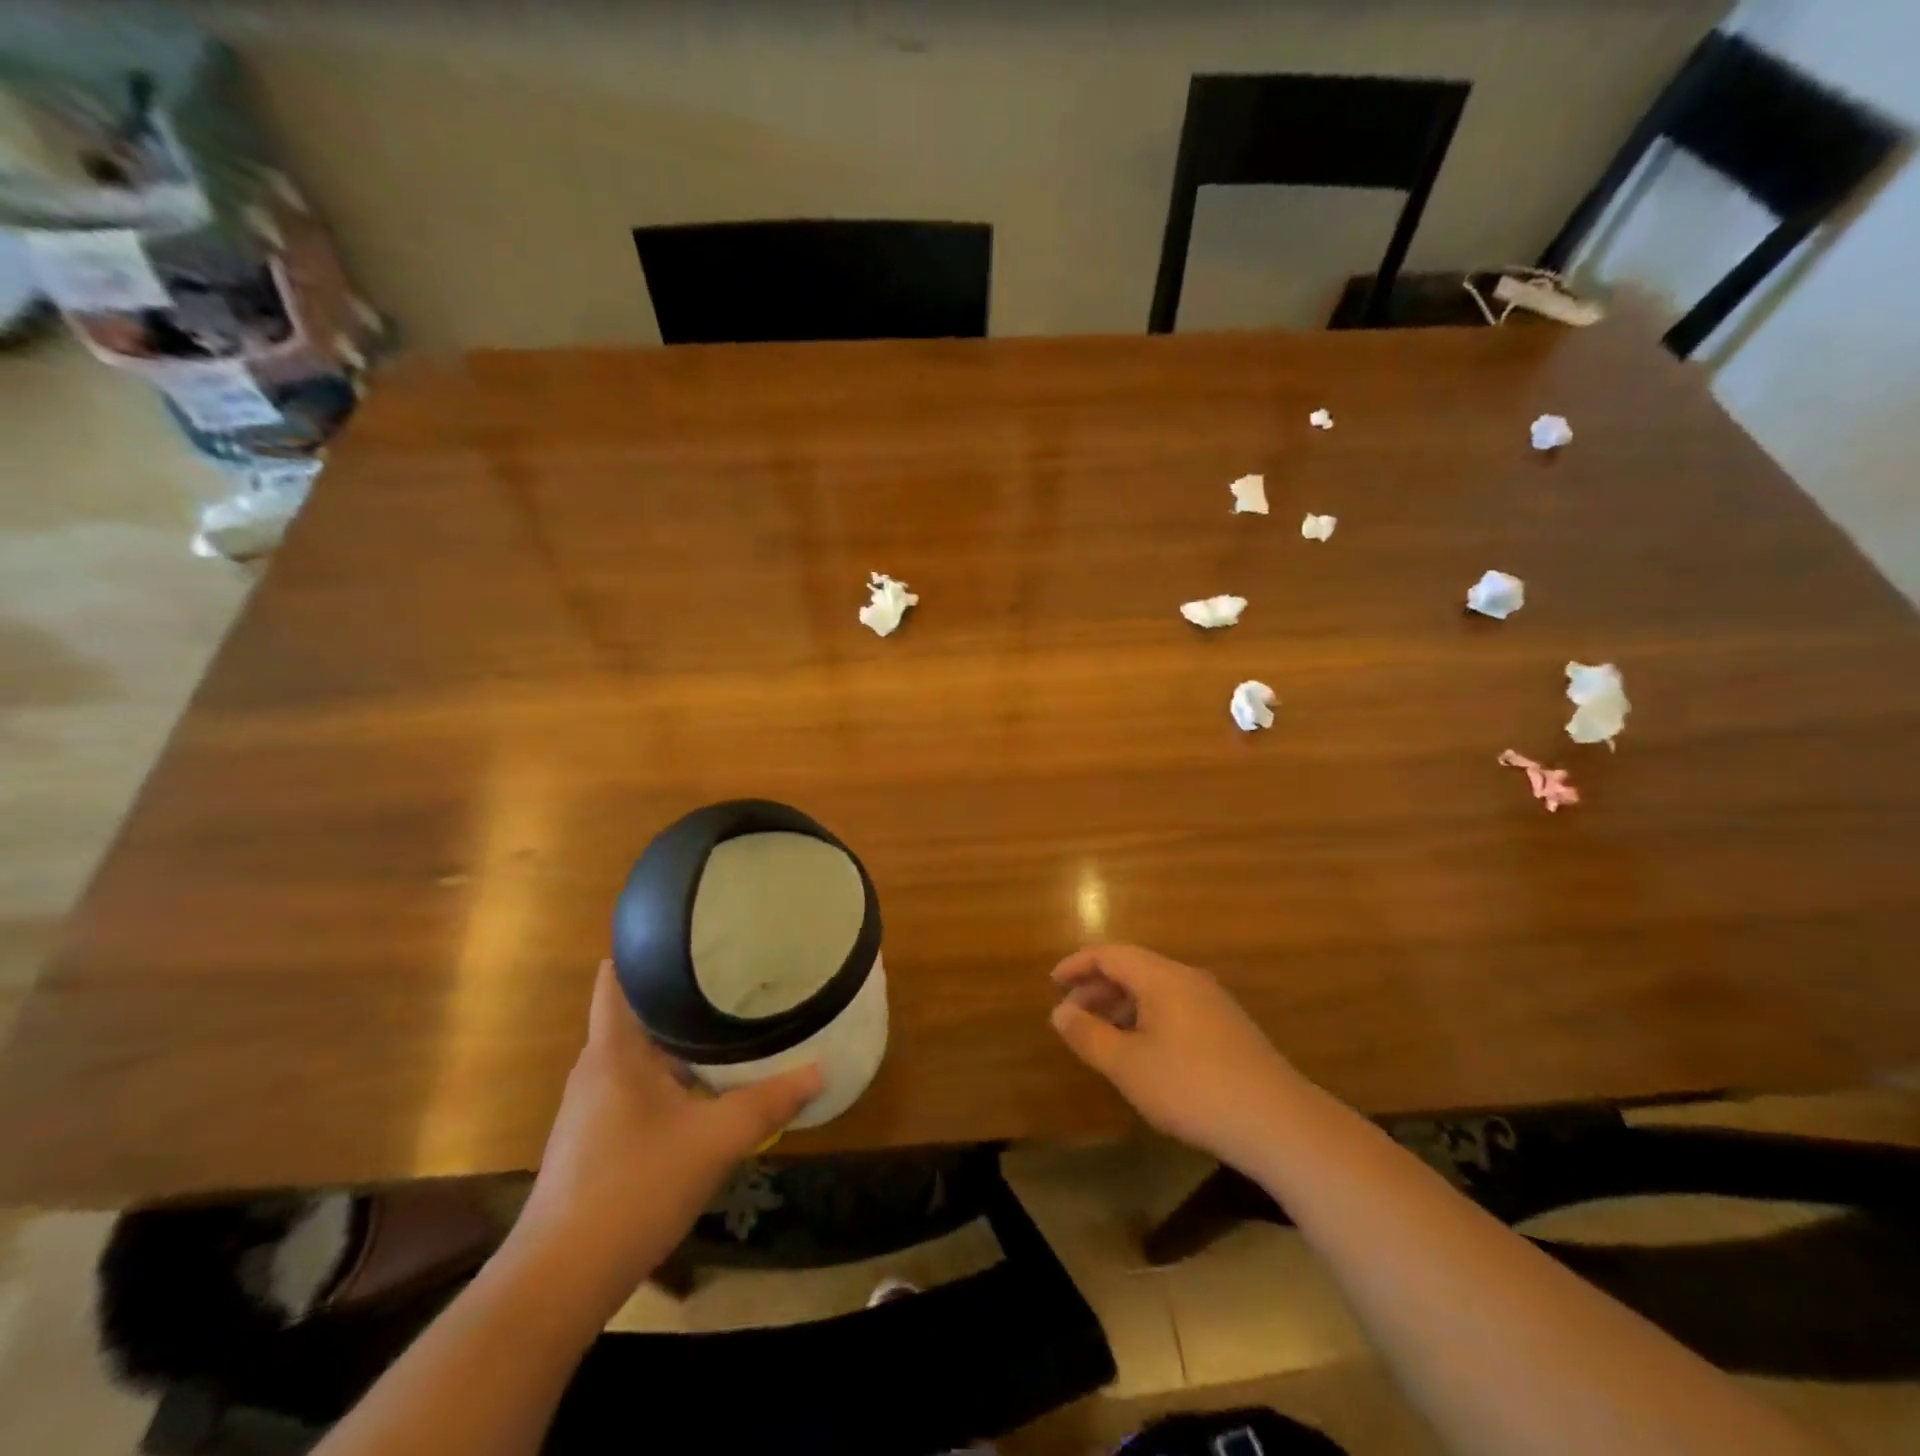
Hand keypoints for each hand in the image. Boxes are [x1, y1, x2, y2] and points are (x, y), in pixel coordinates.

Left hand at [508, 960, 821, 1314]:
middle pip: (636, 1013)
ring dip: (676, 1041)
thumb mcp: (713, 1141)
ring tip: (727, 1024)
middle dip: (681, 996)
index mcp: (613, 1050)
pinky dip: (668, 1076)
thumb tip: (821, 1068)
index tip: (693, 934)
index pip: (617, 978)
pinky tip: (702, 1089)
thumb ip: (769, 1102)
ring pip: (638, 1054)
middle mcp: (596, 1068)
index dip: (649, 951)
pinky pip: (635, 1087)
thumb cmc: (632, 1188)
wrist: (558, 1281)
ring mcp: (590, 1107)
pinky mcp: (593, 1139)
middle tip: (733, 976)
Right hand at [1050, 944, 1303, 1173]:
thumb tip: (1060, 1012)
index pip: (1110, 954)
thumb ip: (1089, 1035)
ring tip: (1100, 1036)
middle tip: (1071, 1014)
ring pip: (1155, 991)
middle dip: (1097, 988)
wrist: (1278, 1122)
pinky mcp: (1228, 1029)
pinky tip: (1142, 1052)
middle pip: (1133, 969)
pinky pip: (1174, 1009)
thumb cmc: (1192, 1087)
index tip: (1053, 984)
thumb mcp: (1128, 1065)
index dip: (1077, 965)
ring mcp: (1213, 1003)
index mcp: (1162, 977)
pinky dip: (1146, 1019)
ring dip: (1121, 1006)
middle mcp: (1188, 979)